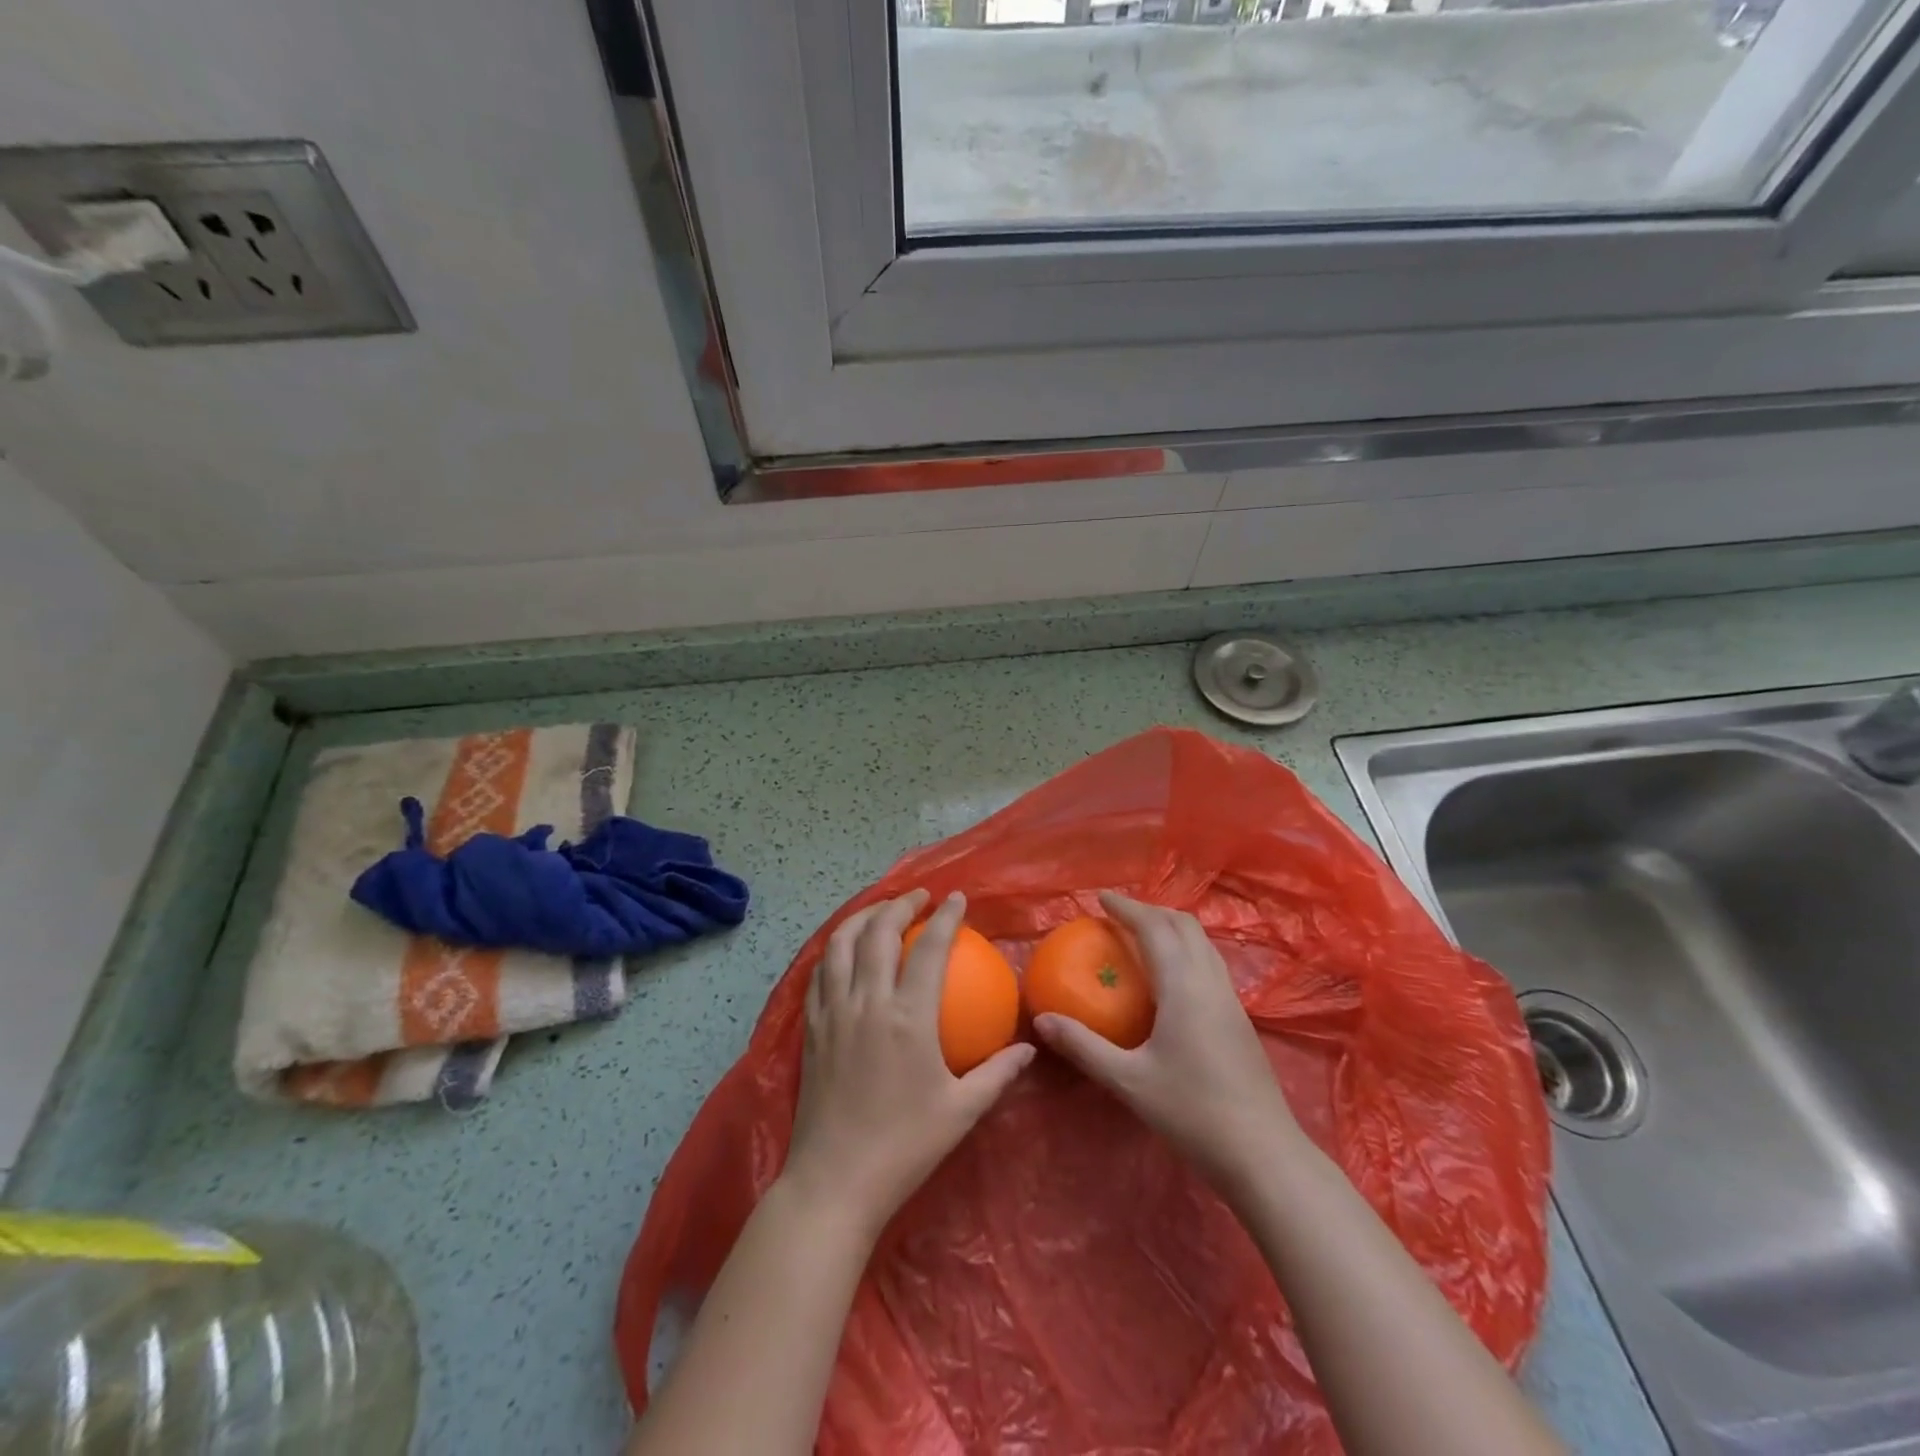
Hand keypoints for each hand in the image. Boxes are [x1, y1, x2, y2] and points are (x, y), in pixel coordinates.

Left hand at [782, 889, 1034, 1239]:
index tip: (956, 898)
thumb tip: (1030, 1049)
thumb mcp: (962, 1111)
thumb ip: (998, 1074)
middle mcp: (867, 1002)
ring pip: (841, 944)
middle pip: (879, 932)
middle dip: (900, 904)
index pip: (929, 948)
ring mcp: (833, 1013)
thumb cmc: (904, 1146)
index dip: (945, 916)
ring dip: (862, 917)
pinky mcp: (811, 1028)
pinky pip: (819, 973)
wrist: (835, 1182)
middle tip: (919, 897)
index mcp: (908, 1017)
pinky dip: (835, 949)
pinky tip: (845, 951)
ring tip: (881, 910)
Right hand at [1033, 892, 1302, 1194]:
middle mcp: (1210, 981)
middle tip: (1118, 916)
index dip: (1127, 908)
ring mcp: (1231, 999)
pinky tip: (1171, 978)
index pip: (1154, 928)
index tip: (1101, 899)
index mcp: (1184, 985)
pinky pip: (1210, 963)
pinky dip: (1186, 950)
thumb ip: (1084, 1046)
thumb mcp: (1129, 1081)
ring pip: (1202, 943)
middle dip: (1150, 911)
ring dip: (1172, 928)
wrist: (1264, 1154)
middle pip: (1184, 925)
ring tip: (1142, 937)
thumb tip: (1042, 1020)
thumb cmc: (1192, 1113)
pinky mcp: (1240, 1018)